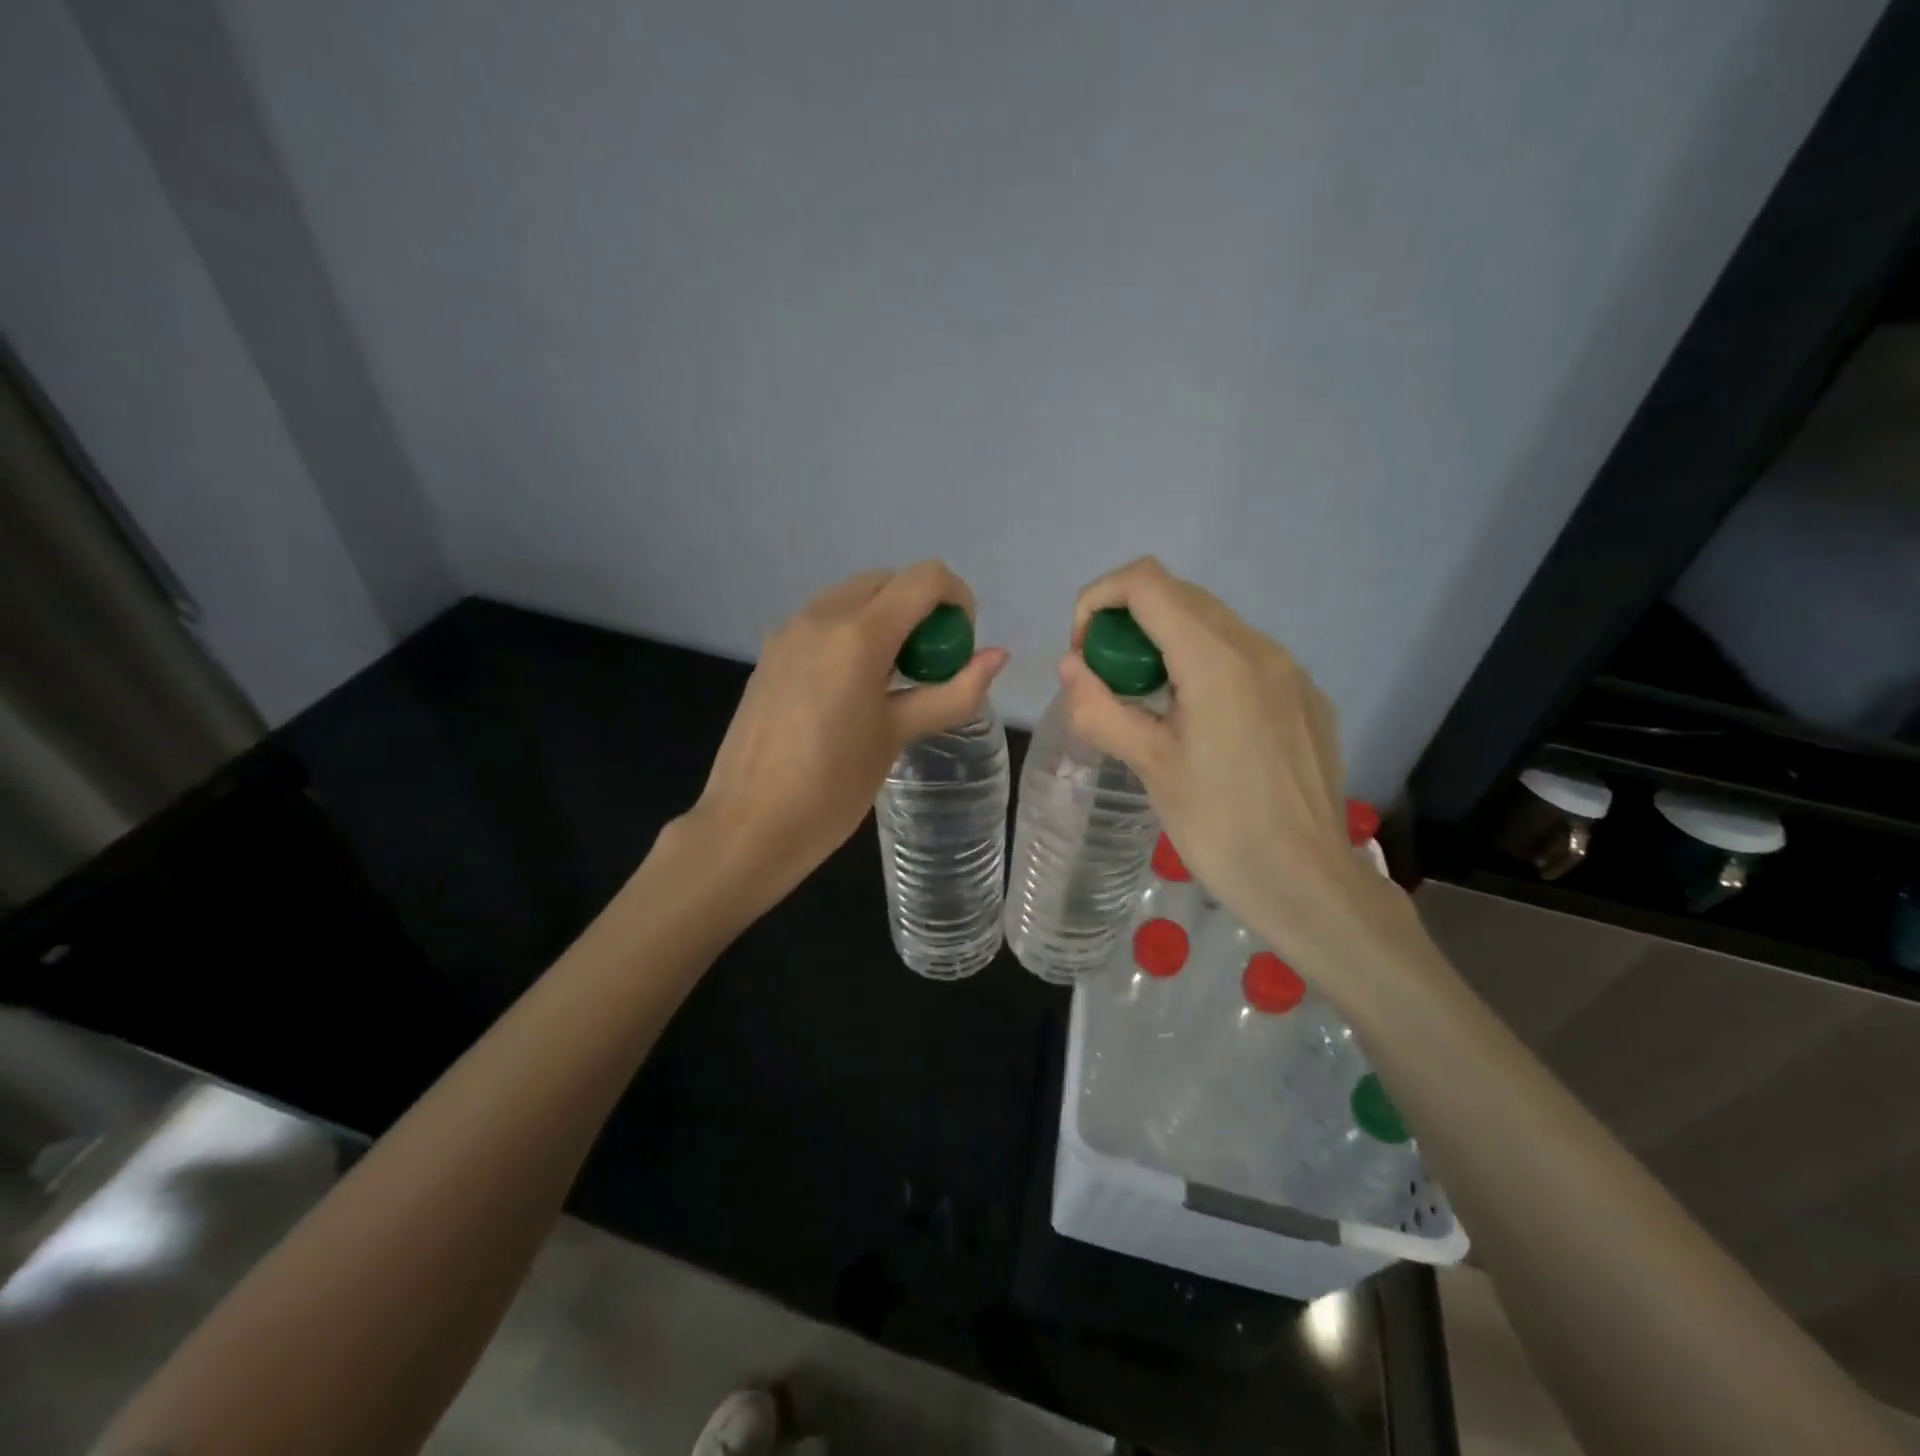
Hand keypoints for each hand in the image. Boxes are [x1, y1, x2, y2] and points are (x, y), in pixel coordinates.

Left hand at [686, 563, 1007, 911]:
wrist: (748, 826)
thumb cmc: (833, 786)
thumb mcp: (898, 736)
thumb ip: (952, 692)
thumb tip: (998, 657)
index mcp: (858, 634)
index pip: (924, 579)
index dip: (957, 600)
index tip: (959, 647)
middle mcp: (820, 617)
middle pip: (887, 582)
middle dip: (920, 610)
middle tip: (928, 668)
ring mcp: (788, 632)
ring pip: (852, 598)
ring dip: (885, 620)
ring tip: (891, 682)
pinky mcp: (770, 654)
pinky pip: (823, 622)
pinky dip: (851, 635)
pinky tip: (850, 691)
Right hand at [1057, 557, 1386, 976]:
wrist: (1309, 884)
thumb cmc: (1221, 828)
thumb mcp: (1151, 767)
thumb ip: (1102, 708)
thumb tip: (1071, 668)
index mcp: (1217, 660)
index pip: (1146, 582)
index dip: (1099, 600)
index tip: (1084, 653)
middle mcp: (1259, 648)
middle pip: (1179, 596)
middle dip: (1128, 623)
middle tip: (1108, 682)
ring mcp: (1290, 671)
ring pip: (1212, 625)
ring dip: (1165, 644)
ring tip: (1150, 707)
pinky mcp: (1305, 697)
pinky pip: (1244, 658)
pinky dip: (1203, 667)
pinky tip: (1201, 726)